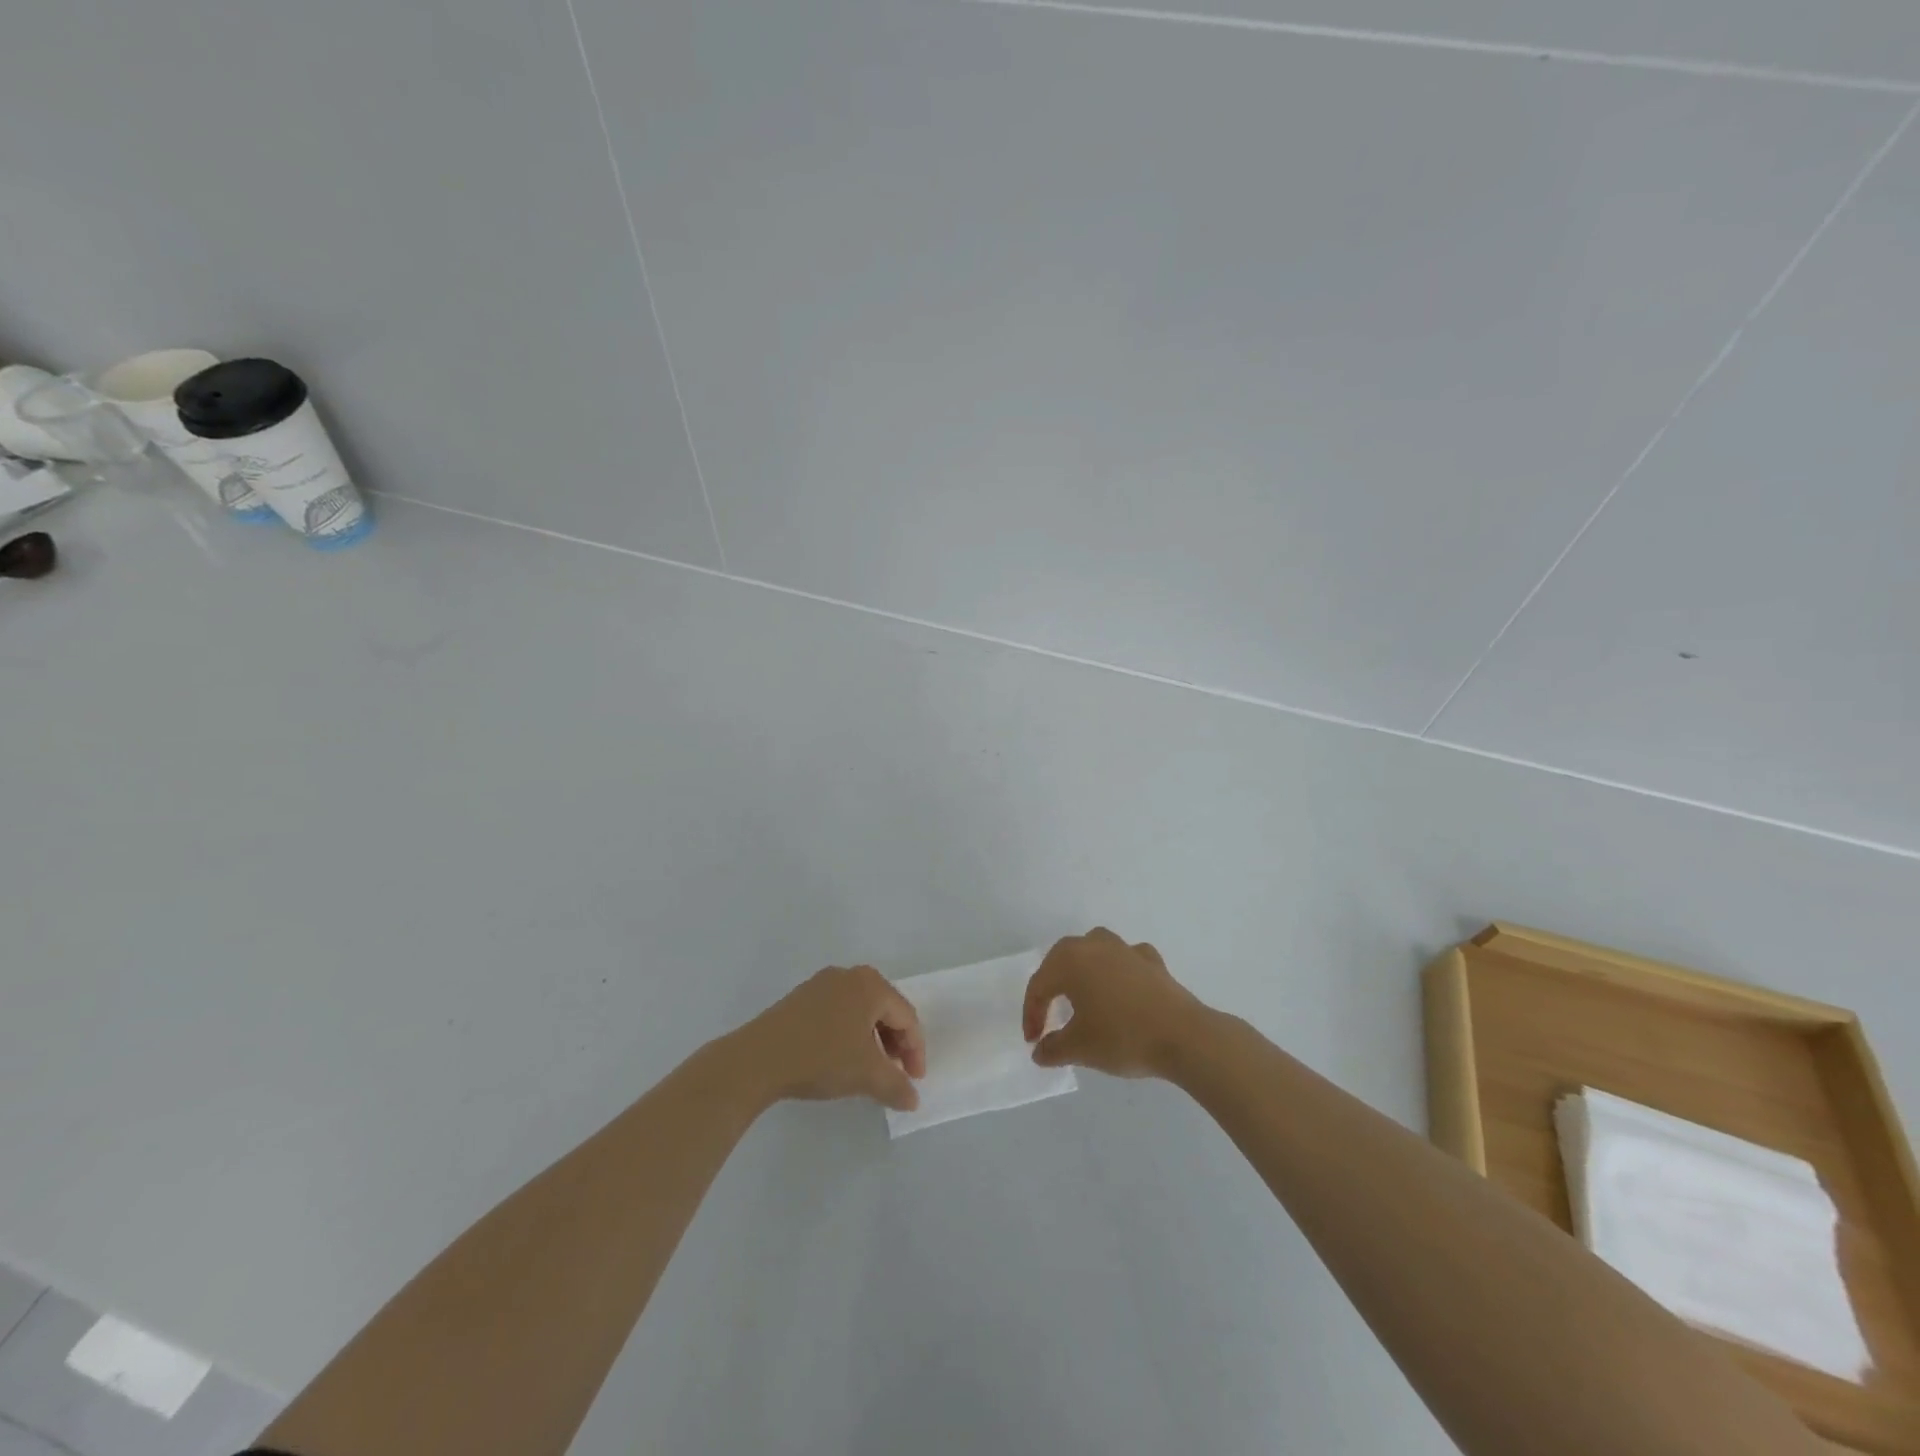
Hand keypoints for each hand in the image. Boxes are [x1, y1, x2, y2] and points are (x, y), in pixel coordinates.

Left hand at [736, 965, 927, 1111]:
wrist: (758, 1058)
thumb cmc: (821, 1057)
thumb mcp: (866, 1076)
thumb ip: (896, 1086)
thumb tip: (913, 1099)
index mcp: (871, 985)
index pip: (907, 1017)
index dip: (915, 1051)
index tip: (914, 1081)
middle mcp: (850, 975)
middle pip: (885, 1009)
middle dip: (894, 1043)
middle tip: (895, 1074)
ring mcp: (822, 983)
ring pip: (861, 1011)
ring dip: (872, 1040)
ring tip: (869, 1070)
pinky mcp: (801, 997)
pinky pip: (838, 1012)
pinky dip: (849, 1034)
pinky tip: (841, 1058)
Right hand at [1022, 927, 1207, 1078]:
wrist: (1183, 1036)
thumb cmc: (1122, 1037)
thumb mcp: (1079, 1048)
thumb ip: (1053, 1048)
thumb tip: (1040, 1051)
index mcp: (1070, 961)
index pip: (1039, 985)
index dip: (1032, 1014)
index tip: (1033, 1041)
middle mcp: (1094, 945)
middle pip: (1061, 959)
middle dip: (1051, 986)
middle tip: (1049, 1014)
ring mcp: (1125, 949)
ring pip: (1093, 949)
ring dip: (1082, 968)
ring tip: (1081, 993)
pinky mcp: (1151, 960)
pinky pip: (1124, 959)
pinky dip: (1117, 970)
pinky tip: (1121, 987)